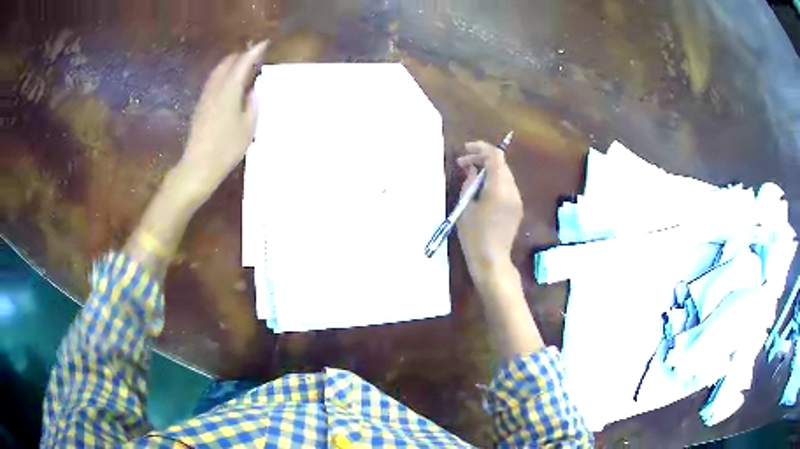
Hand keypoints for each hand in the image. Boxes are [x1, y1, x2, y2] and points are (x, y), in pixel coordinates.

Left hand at [178, 41, 268, 200]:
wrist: (198, 166)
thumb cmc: (226, 149)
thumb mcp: (248, 128)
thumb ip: (252, 104)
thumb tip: (253, 89)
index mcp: (229, 91)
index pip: (242, 63)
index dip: (254, 51)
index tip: (265, 44)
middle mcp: (215, 89)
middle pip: (227, 63)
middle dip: (241, 55)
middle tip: (255, 56)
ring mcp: (205, 97)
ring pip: (218, 71)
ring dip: (231, 64)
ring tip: (243, 66)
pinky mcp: (200, 106)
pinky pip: (213, 81)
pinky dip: (223, 75)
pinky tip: (229, 83)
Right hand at [456, 141, 522, 278]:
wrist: (492, 260)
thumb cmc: (474, 235)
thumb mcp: (466, 206)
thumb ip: (469, 183)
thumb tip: (471, 169)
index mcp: (499, 188)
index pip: (495, 156)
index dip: (480, 148)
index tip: (465, 150)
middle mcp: (512, 190)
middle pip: (501, 164)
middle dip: (482, 159)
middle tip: (463, 164)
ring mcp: (517, 200)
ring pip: (505, 174)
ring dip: (489, 170)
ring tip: (471, 177)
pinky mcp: (517, 208)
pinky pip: (507, 186)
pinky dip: (494, 181)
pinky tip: (482, 190)